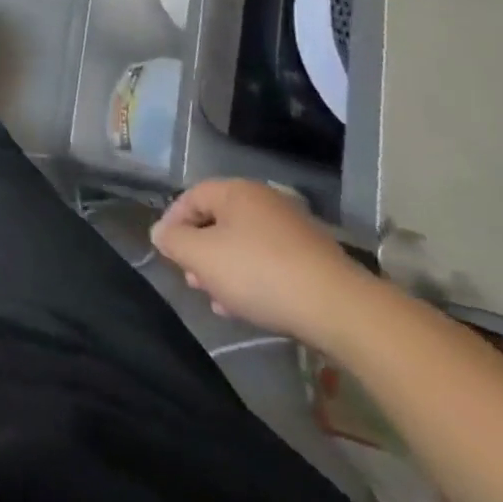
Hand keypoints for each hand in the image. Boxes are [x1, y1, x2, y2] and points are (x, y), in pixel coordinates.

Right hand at [150, 179, 377, 349]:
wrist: (341, 310)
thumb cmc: (259, 273)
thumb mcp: (201, 257)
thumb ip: (173, 241)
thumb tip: (161, 233)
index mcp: (235, 191)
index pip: (190, 198)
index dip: (172, 224)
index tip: (166, 254)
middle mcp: (265, 201)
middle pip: (217, 222)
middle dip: (200, 252)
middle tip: (192, 280)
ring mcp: (294, 229)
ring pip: (244, 245)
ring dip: (225, 270)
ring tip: (218, 301)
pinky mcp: (315, 259)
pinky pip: (270, 262)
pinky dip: (253, 279)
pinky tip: (249, 308)